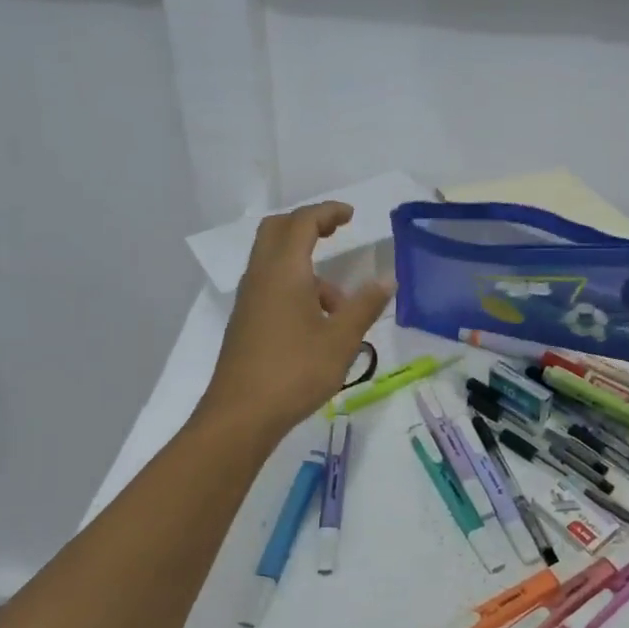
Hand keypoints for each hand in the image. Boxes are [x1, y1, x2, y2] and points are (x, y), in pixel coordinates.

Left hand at [196, 202, 393, 440]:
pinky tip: (317, 324)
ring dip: (306, 266)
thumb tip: (387, 280)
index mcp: (284, 271)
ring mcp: (249, 299)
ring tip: (340, 307)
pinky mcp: (245, 321)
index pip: (303, 222)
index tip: (351, 216)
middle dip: (308, 225)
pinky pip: (271, 285)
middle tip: (336, 232)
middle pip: (278, 231)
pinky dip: (295, 286)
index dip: (327, 212)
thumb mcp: (341, 340)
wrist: (241, 415)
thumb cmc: (295, 371)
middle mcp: (261, 276)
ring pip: (275, 262)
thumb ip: (365, 305)